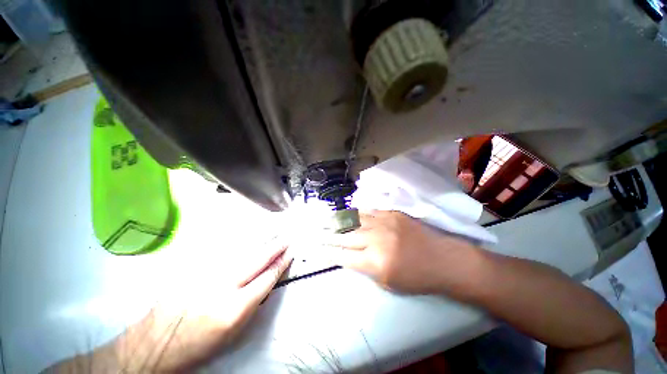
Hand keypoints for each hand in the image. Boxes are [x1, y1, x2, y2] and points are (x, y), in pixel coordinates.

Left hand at [46, 240, 293, 372]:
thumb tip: (267, 282)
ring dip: (261, 242)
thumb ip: (252, 303)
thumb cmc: (198, 345)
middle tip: (286, 238)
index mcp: (234, 308)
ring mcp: (206, 274)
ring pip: (241, 252)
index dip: (280, 264)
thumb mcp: (233, 333)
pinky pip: (224, 252)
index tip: (290, 254)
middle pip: (257, 260)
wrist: (155, 344)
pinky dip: (242, 244)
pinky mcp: (193, 269)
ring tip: (274, 234)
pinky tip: (250, 238)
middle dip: (275, 248)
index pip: (266, 279)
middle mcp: (222, 286)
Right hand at [321, 211, 482, 294]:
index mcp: (375, 263)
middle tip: (316, 232)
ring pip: (354, 220)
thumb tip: (348, 256)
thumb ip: (365, 268)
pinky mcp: (392, 213)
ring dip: (338, 221)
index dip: (329, 252)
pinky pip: (368, 211)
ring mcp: (384, 223)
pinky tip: (347, 213)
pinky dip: (356, 213)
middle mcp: (376, 240)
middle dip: (328, 235)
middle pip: (346, 236)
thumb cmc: (417, 278)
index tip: (318, 248)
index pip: (344, 256)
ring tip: (326, 220)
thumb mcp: (388, 284)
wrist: (444, 259)